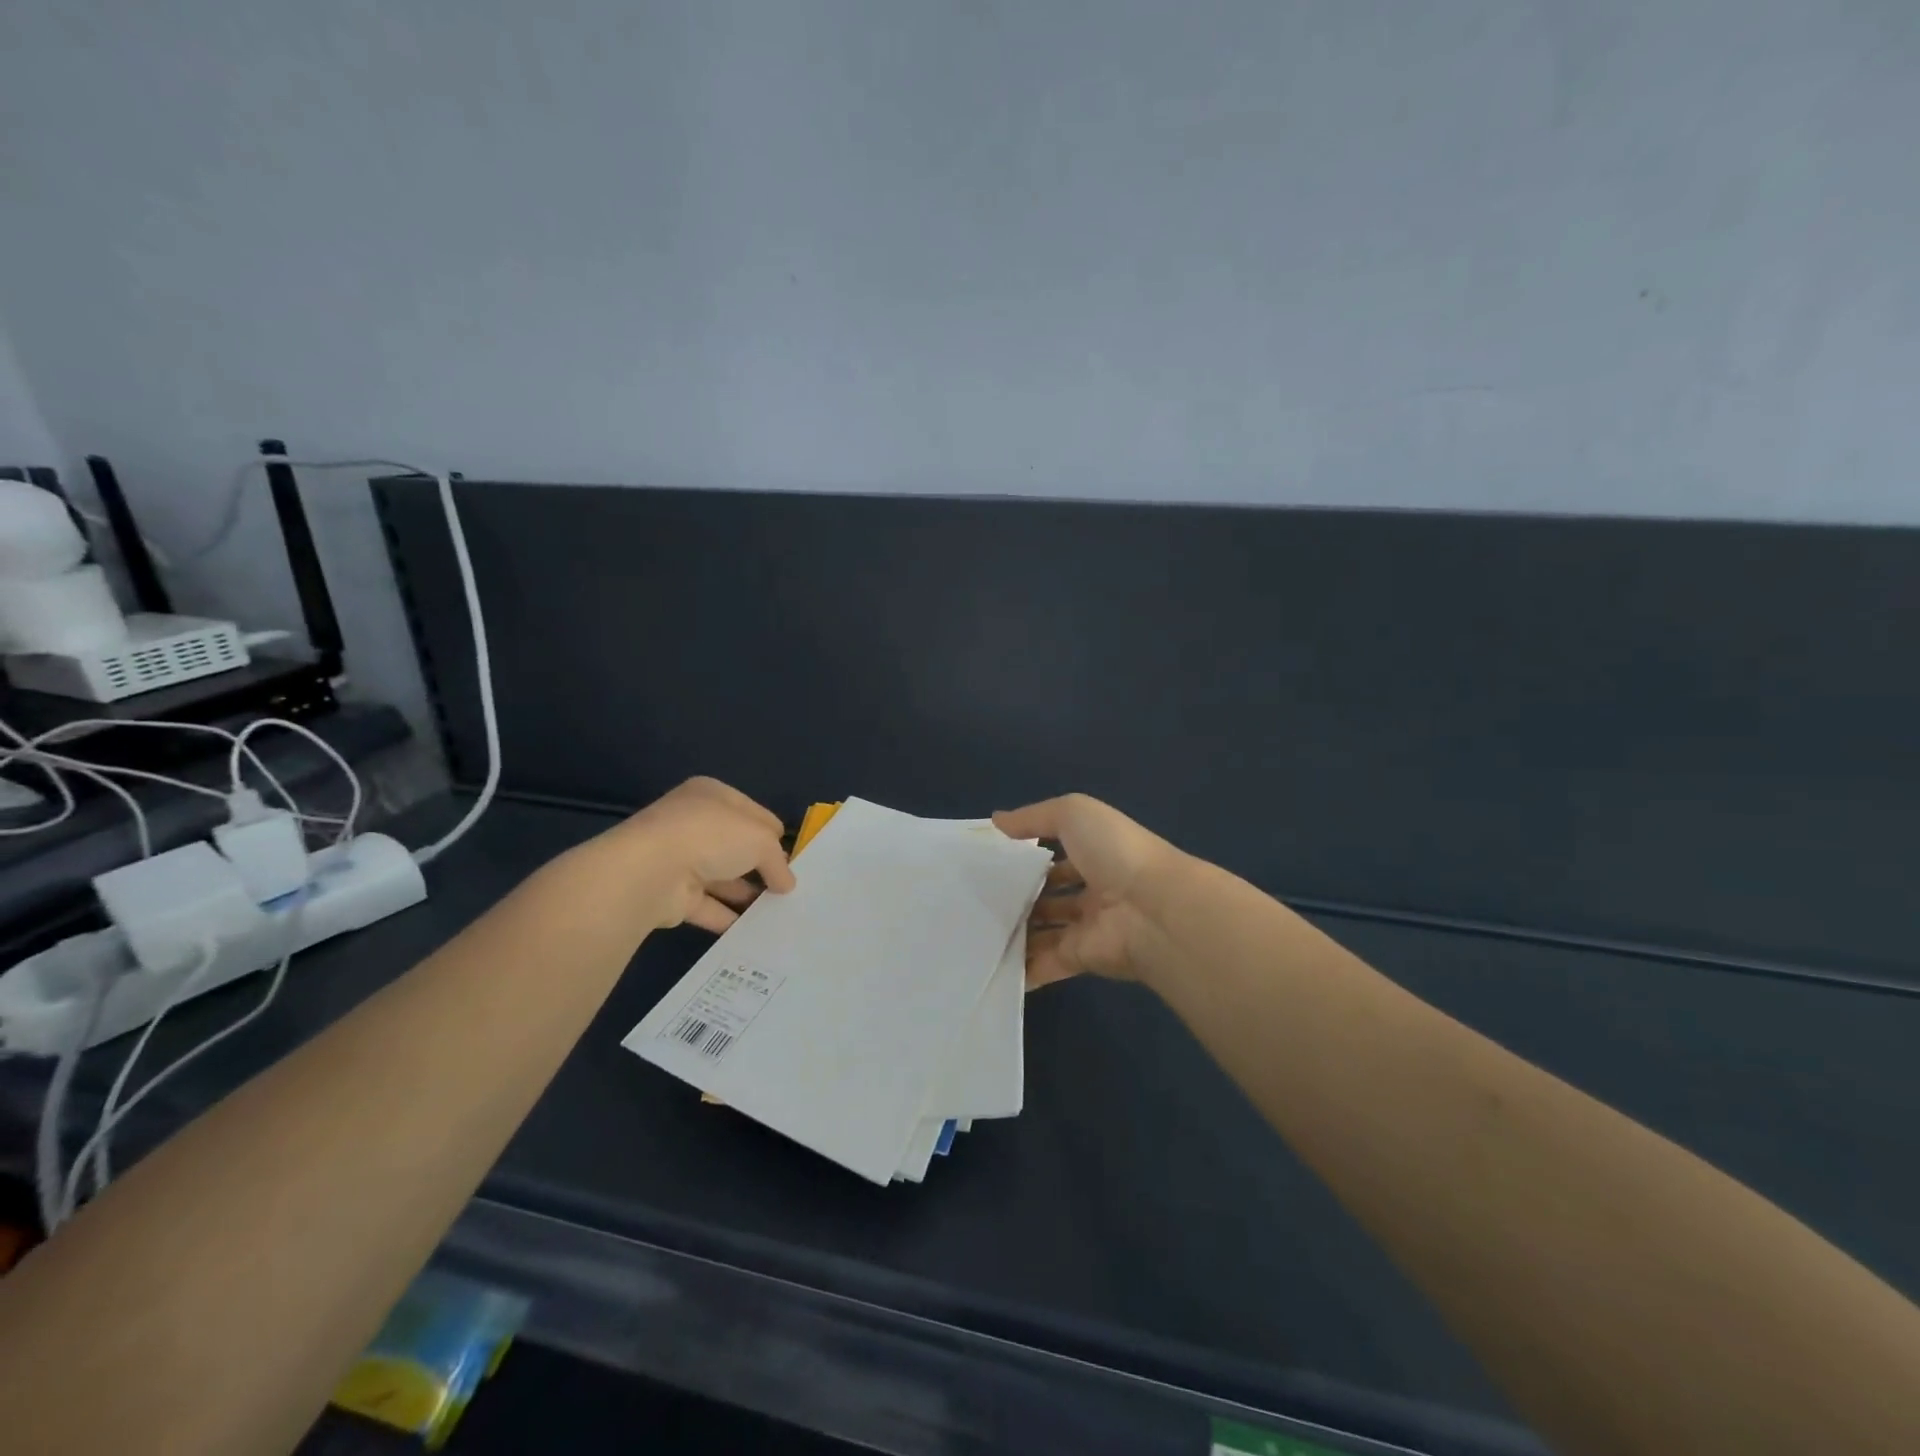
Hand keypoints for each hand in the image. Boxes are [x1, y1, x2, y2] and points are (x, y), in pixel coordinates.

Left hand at [603, 777, 796, 932]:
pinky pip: (708, 906)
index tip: (794, 858)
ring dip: (747, 894)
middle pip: (736, 845)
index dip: (774, 834)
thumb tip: (786, 884)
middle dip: (761, 866)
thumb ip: (778, 862)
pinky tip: (754, 930)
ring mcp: (679, 859)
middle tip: (788, 888)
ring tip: (778, 912)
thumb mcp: (761, 839)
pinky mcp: (671, 895)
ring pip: (722, 877)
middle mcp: (693, 823)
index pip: (752, 812)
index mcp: (712, 795)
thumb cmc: (711, 837)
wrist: (651, 872)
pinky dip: (728, 918)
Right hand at [992, 794, 1179, 989]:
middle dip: (1018, 897)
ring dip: (1014, 932)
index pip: (1058, 857)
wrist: (1153, 910)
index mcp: (1097, 855)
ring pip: (1043, 932)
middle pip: (1049, 897)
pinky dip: (1020, 969)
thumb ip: (1033, 817)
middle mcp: (1094, 892)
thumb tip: (996, 821)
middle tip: (976, 899)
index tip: (992, 862)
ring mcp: (1087, 928)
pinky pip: (1043, 964)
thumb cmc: (1115, 852)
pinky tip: (989, 965)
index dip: (1029, 858)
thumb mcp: (1073, 814)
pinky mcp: (1079, 959)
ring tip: (973, 928)